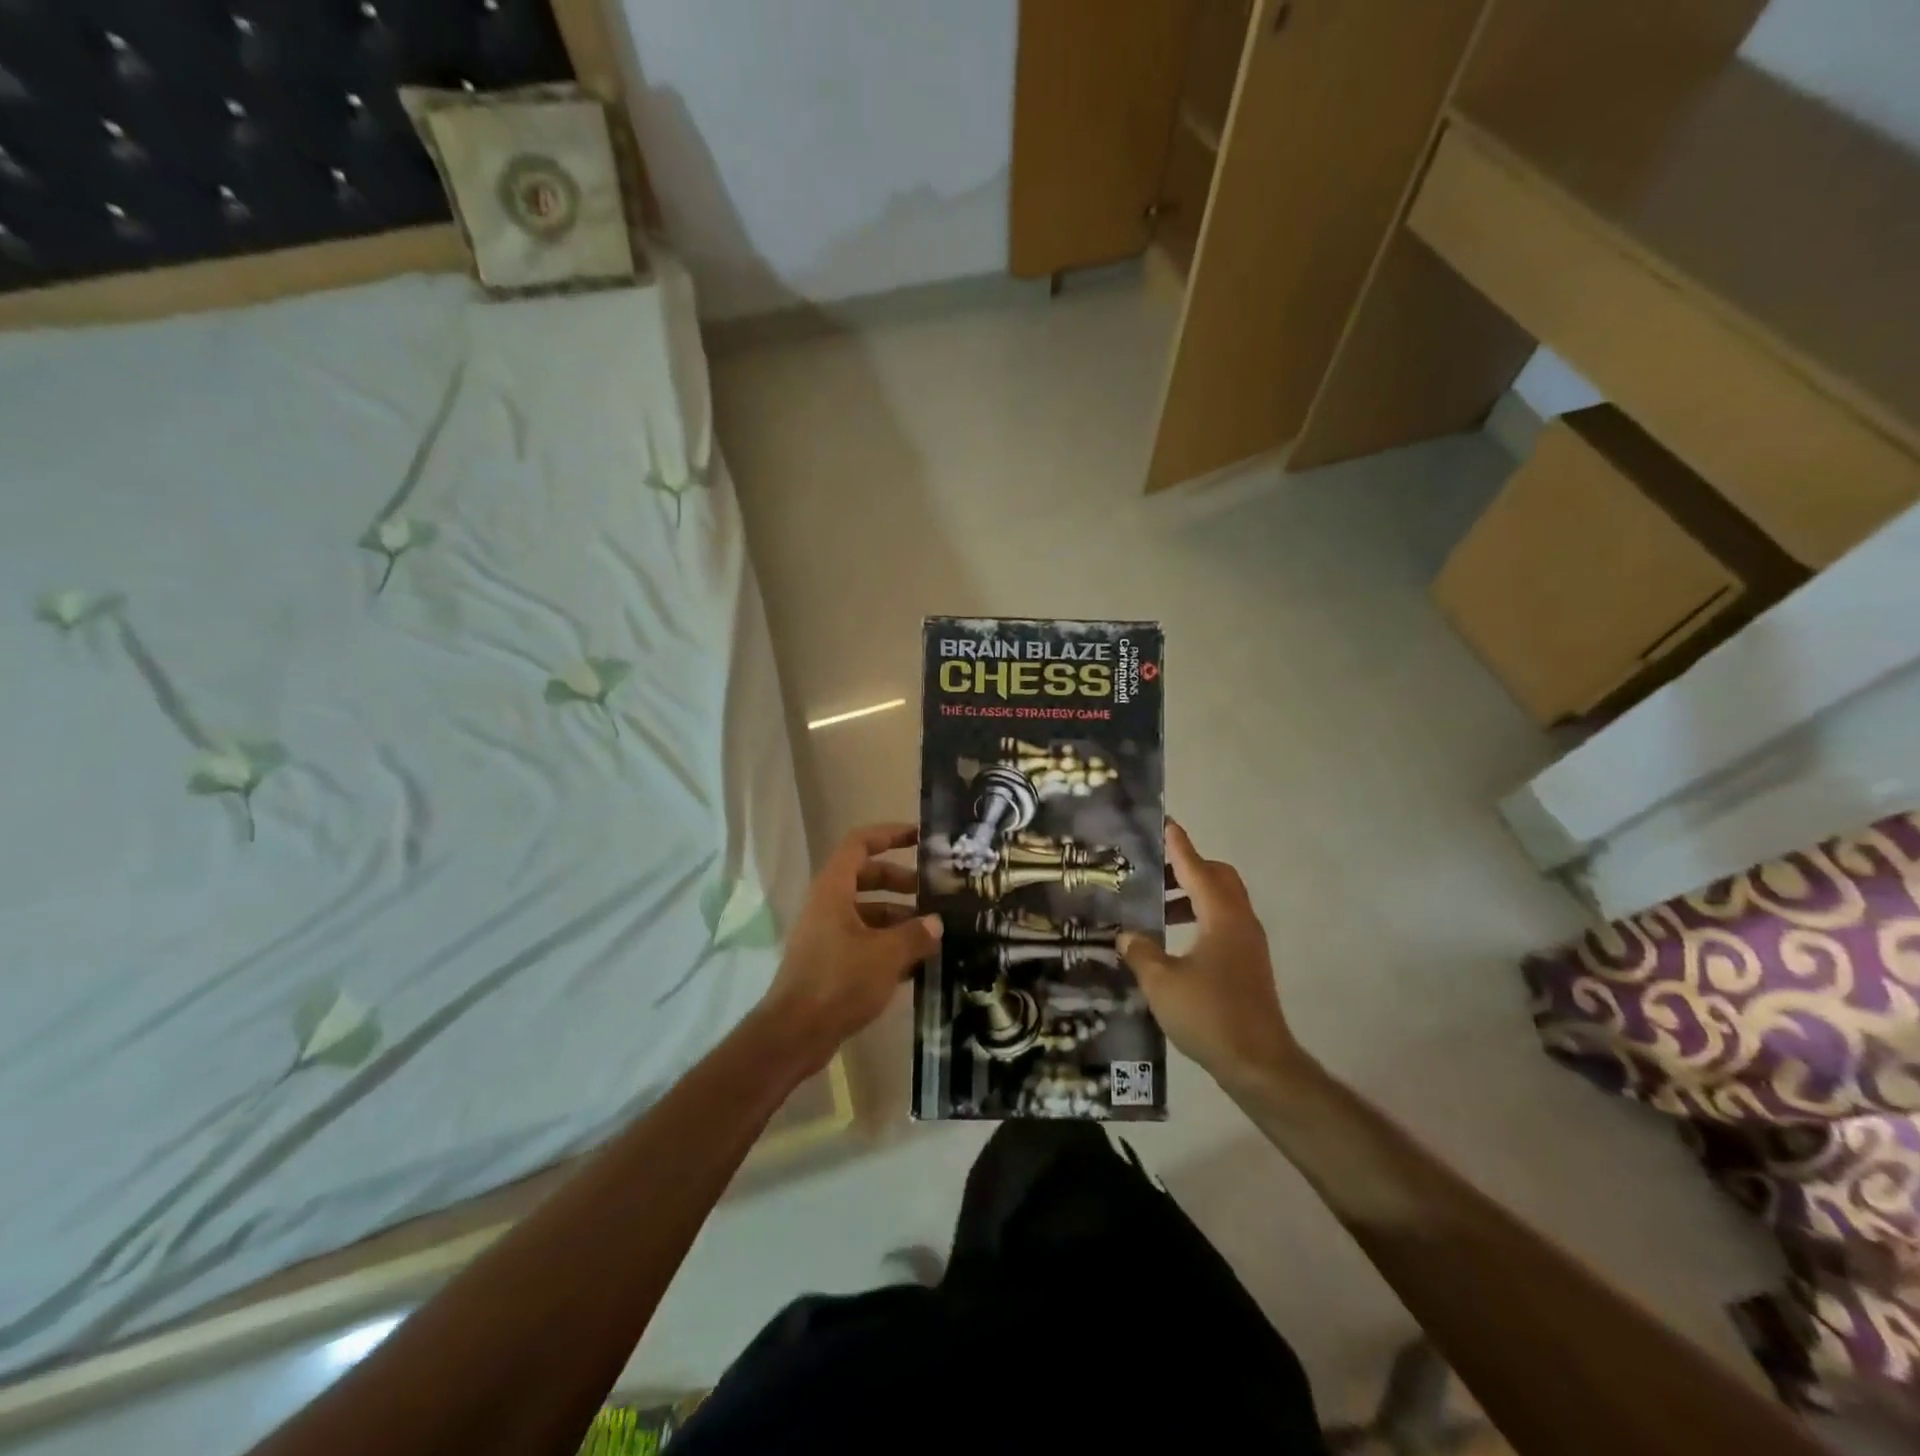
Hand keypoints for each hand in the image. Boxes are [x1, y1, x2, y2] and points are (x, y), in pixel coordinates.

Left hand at [756, 823, 941, 1071]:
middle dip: (901, 882)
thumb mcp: (886, 955)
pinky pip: (863, 940)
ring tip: (933, 935)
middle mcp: (828, 904)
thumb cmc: (838, 982)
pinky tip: (915, 964)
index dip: (890, 835)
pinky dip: (887, 944)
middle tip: (934, 895)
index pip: (860, 843)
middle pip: (867, 877)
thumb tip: (935, 924)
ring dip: (899, 918)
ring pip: (867, 912)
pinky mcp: (830, 961)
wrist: (794, 1034)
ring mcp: (827, 934)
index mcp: (834, 889)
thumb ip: (915, 934)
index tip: (921, 839)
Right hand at [1118, 821, 1303, 1091]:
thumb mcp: (1161, 982)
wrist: (1259, 1064)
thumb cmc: (1209, 1015)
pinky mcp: (1248, 964)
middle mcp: (1240, 922)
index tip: (1164, 823)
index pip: (1196, 868)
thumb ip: (1140, 952)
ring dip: (1191, 894)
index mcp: (1222, 917)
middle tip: (1153, 870)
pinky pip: (1222, 923)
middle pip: (1217, 877)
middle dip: (1186, 866)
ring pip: (1221, 901)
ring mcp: (1248, 944)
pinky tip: (1173, 939)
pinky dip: (1198, 917)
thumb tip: (1126, 935)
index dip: (1178, 846)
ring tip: (1156, 905)